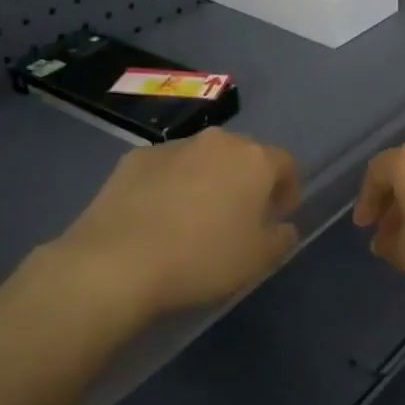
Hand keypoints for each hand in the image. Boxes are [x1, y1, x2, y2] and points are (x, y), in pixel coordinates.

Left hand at [41, 128, 300, 321]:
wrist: (117, 262)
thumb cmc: (203, 259)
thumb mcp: (259, 260)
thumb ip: (281, 238)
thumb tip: (283, 226)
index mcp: (254, 159)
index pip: (285, 163)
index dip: (288, 189)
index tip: (279, 215)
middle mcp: (217, 142)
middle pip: (243, 155)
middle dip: (247, 181)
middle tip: (240, 216)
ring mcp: (172, 147)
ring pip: (203, 159)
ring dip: (208, 180)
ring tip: (196, 218)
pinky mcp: (134, 159)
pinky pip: (166, 169)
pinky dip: (171, 185)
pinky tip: (159, 218)